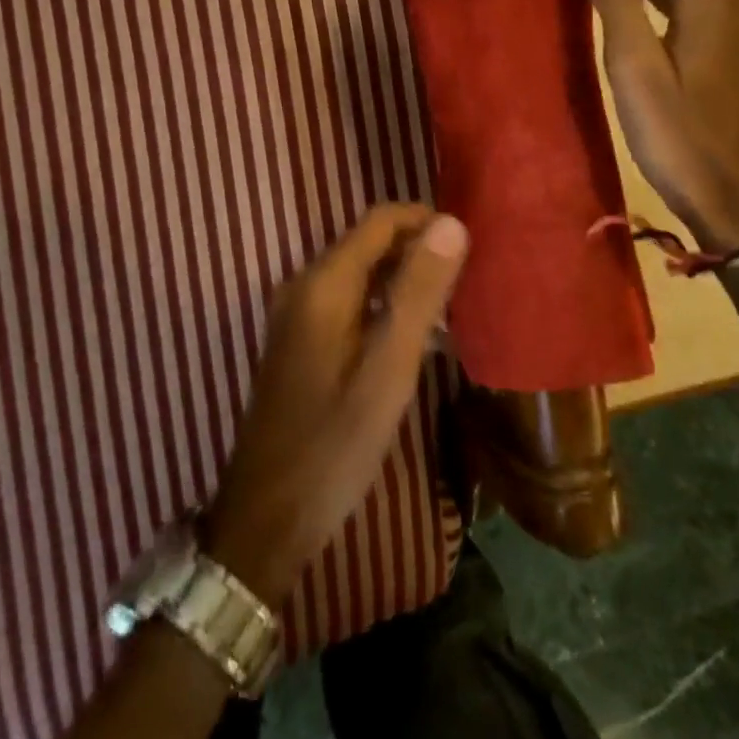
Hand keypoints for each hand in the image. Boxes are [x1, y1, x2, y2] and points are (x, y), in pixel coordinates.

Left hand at [205, 206, 467, 606]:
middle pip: (370, 242)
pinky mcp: (300, 339)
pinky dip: (385, 304)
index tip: (471, 244)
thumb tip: (452, 223)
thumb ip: (419, 292)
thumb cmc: (334, 444)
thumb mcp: (388, 368)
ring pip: (362, 272)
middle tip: (469, 279)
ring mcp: (298, 313)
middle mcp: (305, 284)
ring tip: (453, 307)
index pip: (381, 220)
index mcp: (324, 282)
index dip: (427, 221)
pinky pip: (350, 300)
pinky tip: (416, 336)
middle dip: (420, 250)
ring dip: (405, 279)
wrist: (266, 518)